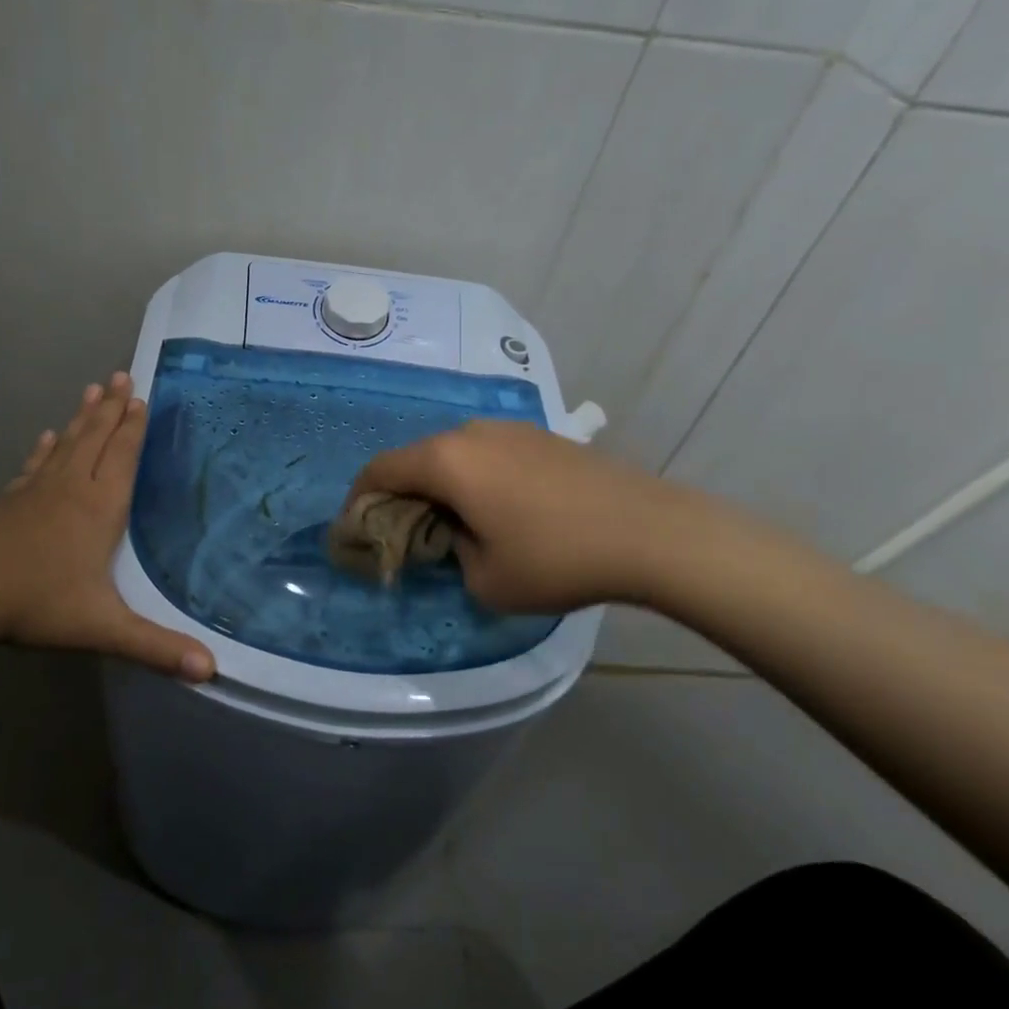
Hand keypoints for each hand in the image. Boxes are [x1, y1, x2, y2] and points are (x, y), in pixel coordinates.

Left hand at [0, 373, 215, 680]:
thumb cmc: (37, 603)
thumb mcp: (102, 627)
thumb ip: (155, 646)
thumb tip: (210, 669)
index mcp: (98, 507)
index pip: (122, 457)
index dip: (133, 428)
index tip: (140, 397)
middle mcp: (71, 487)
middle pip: (95, 438)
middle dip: (111, 407)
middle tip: (121, 375)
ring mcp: (36, 490)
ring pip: (66, 443)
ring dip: (82, 417)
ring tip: (92, 389)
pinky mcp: (9, 500)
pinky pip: (35, 464)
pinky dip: (44, 448)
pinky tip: (46, 436)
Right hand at [347, 420, 702, 613]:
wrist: (651, 532)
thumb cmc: (556, 558)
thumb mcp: (485, 578)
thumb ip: (450, 553)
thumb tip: (456, 533)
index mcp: (446, 461)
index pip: (381, 469)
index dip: (360, 498)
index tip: (356, 527)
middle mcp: (470, 433)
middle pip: (417, 458)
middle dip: (403, 494)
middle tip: (407, 533)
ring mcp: (510, 429)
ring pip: (454, 454)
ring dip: (441, 485)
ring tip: (455, 522)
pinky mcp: (542, 436)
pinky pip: (488, 454)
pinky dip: (475, 478)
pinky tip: (500, 509)